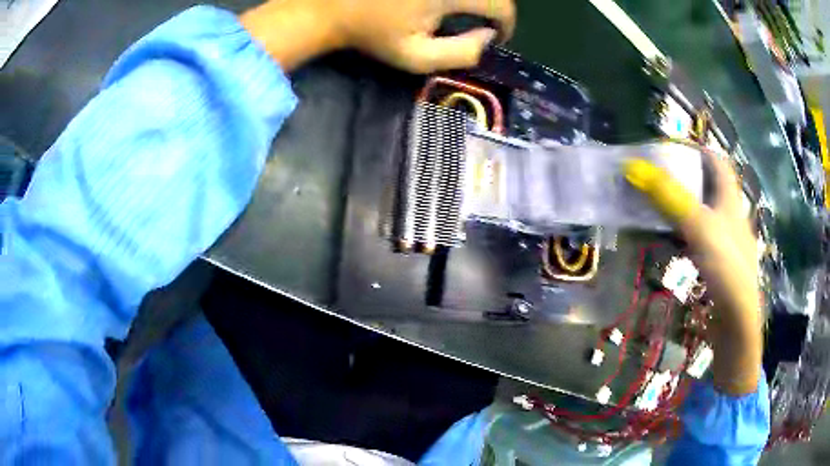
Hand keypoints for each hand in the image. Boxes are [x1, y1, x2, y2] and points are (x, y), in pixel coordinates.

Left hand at [241, 0, 515, 72]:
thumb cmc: (371, 34)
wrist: (330, 6)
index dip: (506, 24)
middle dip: (493, 8)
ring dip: (477, 0)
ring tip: (463, 11)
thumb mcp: (416, 56)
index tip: (494, 36)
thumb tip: (489, 38)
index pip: (501, 5)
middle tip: (480, 23)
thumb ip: (461, 52)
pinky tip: (444, 3)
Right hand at [625, 150, 762, 394]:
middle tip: (657, 176)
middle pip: (710, 186)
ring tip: (658, 206)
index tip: (671, 147)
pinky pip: (701, 239)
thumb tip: (632, 166)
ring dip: (683, 206)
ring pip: (704, 214)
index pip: (717, 161)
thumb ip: (668, 196)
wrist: (737, 322)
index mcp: (731, 199)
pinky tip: (672, 243)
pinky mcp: (720, 265)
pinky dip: (686, 234)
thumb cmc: (725, 266)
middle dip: (686, 177)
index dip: (697, 149)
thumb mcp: (698, 226)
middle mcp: (731, 216)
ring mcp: (727, 242)